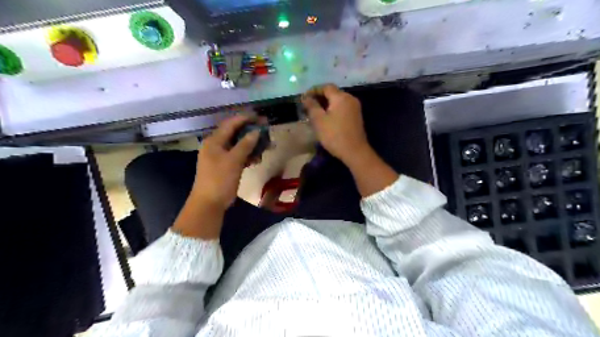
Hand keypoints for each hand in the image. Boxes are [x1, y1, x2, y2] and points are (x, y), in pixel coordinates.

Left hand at [190, 116, 258, 209]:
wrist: (209, 203)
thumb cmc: (220, 179)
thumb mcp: (234, 160)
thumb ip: (245, 144)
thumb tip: (256, 132)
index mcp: (214, 141)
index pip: (231, 124)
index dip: (245, 118)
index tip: (260, 117)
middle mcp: (216, 145)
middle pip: (235, 133)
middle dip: (251, 131)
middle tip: (266, 130)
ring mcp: (220, 156)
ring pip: (238, 145)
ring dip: (251, 145)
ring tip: (265, 146)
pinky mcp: (225, 166)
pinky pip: (238, 156)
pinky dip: (247, 155)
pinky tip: (257, 159)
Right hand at [303, 84, 367, 163]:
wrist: (355, 152)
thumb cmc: (334, 135)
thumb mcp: (319, 121)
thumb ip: (312, 106)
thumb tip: (306, 97)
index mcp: (341, 97)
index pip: (326, 87)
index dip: (314, 90)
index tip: (304, 98)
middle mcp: (350, 98)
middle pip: (333, 93)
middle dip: (319, 98)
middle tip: (308, 106)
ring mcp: (355, 108)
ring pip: (337, 101)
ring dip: (326, 104)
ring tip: (315, 113)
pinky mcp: (356, 117)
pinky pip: (342, 108)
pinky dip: (333, 110)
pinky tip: (326, 118)